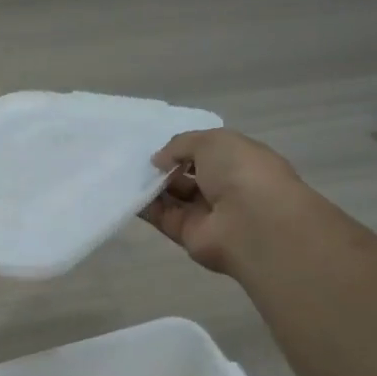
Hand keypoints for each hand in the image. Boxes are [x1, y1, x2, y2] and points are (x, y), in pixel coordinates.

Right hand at [140, 129, 302, 275]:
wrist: (250, 223)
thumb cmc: (240, 172)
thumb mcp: (212, 141)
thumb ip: (181, 144)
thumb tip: (158, 160)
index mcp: (240, 162)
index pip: (209, 153)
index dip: (185, 147)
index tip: (160, 144)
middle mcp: (225, 187)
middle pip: (188, 175)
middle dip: (164, 166)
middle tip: (137, 157)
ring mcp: (206, 213)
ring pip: (173, 196)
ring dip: (151, 184)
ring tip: (128, 171)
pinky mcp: (187, 234)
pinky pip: (161, 217)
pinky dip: (143, 205)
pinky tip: (126, 191)